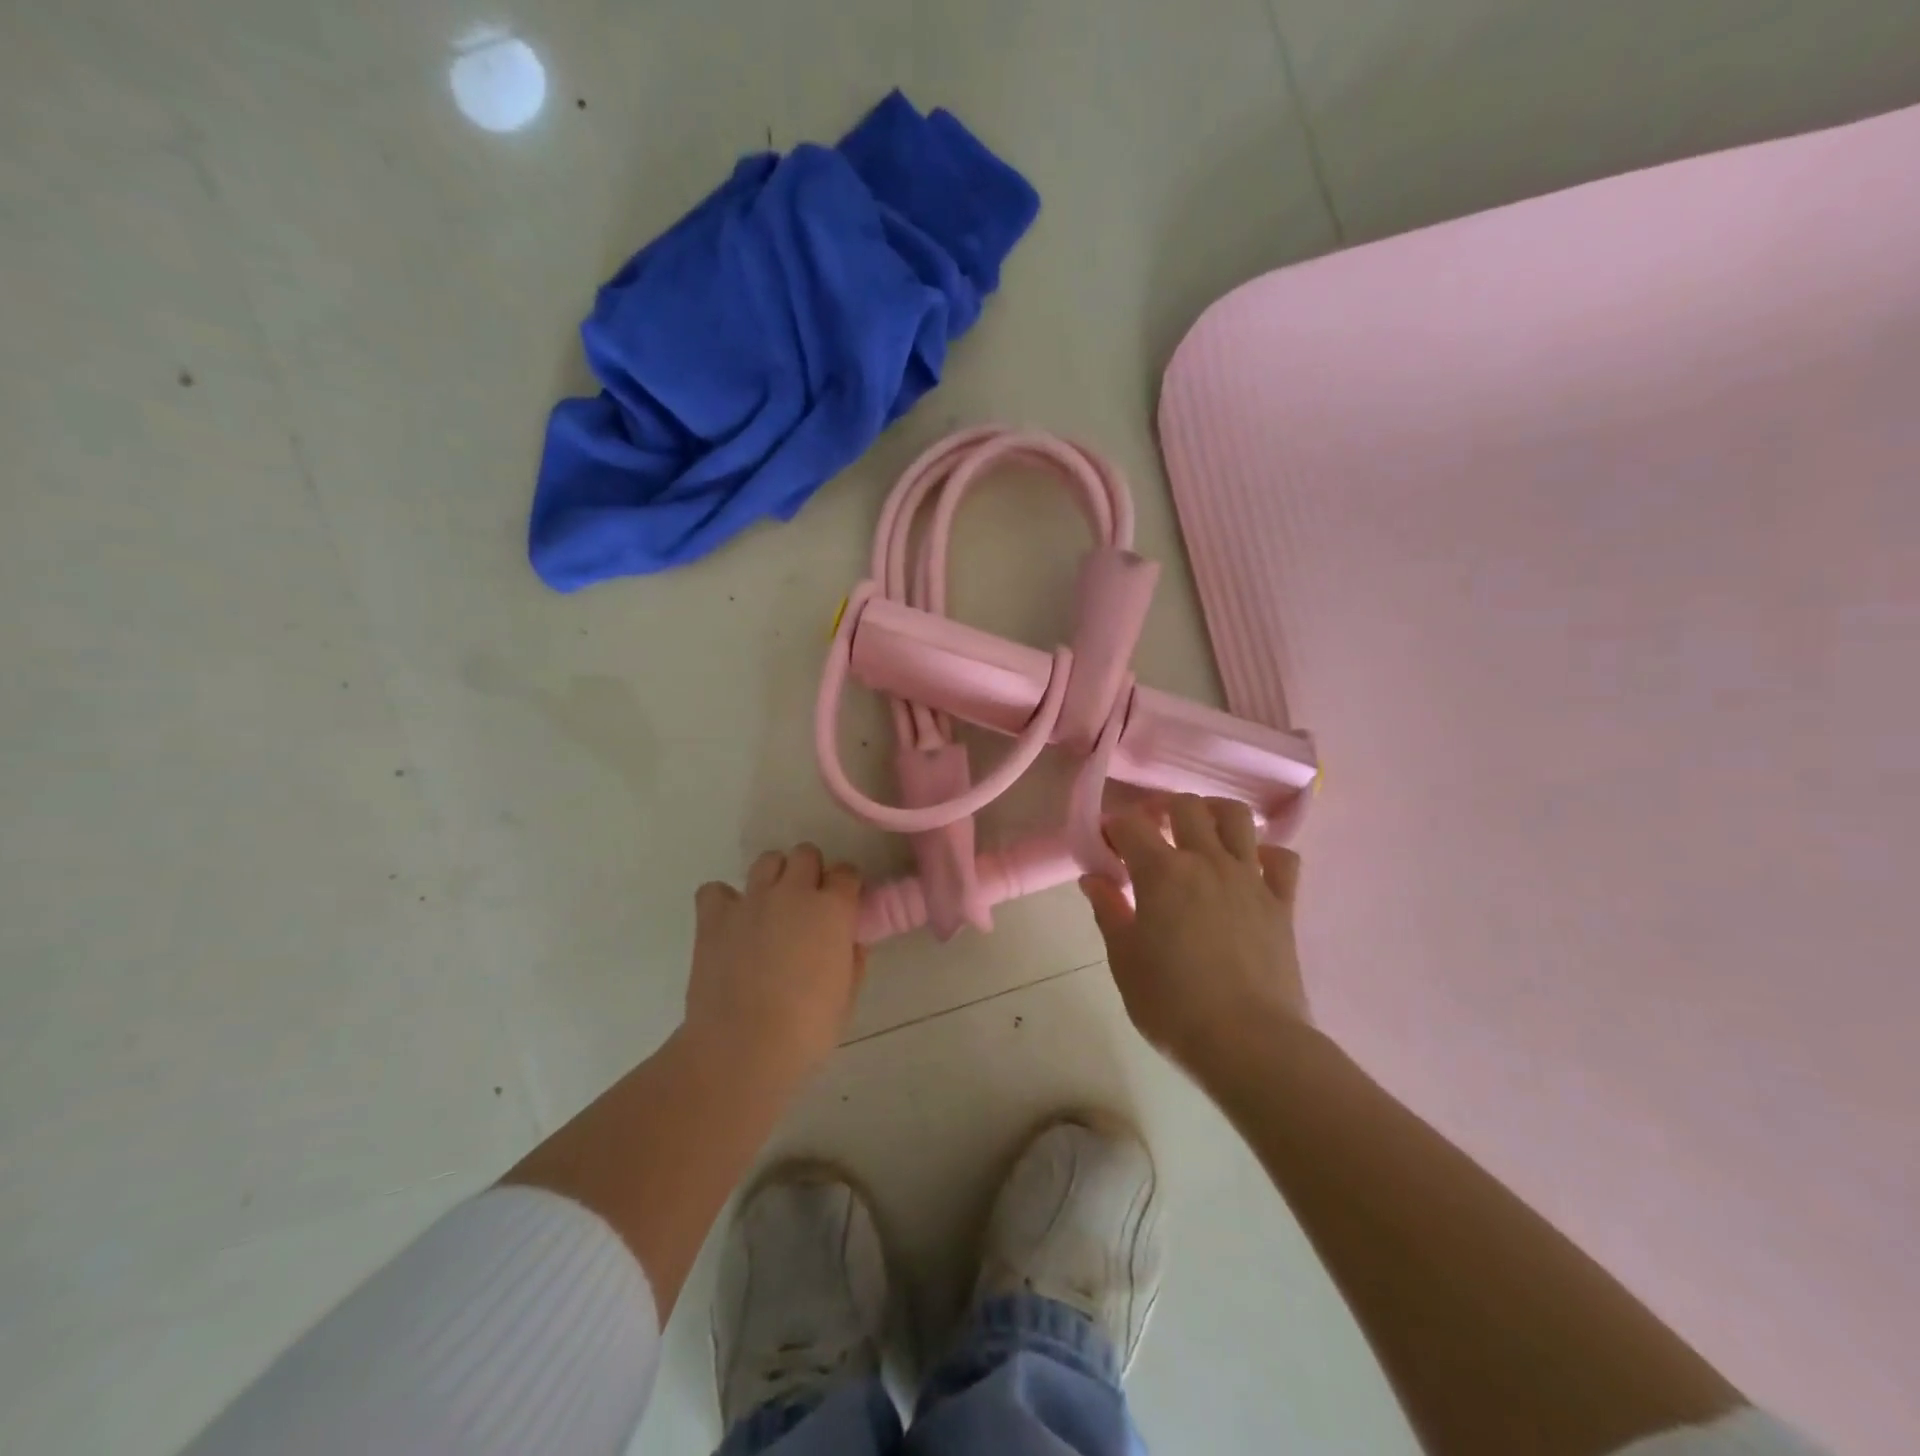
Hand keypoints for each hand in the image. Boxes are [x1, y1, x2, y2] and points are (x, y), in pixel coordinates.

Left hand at [686, 844, 865, 1080]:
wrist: (741, 1047)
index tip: (844, 907)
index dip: (847, 888)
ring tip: (772, 908)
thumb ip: (852, 960)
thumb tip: (849, 943)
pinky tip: (731, 923)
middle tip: (808, 906)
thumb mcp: (847, 997)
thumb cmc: (807, 1029)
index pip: (847, 873)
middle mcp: (794, 892)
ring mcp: (751, 900)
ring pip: (767, 860)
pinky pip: (716, 890)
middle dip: (811, 872)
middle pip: (806, 854)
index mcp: (833, 909)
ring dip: (774, 877)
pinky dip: (724, 901)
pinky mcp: (714, 916)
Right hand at [1080, 795, 1309, 1072]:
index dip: (1114, 827)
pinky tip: (1248, 868)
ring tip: (1200, 832)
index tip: (1107, 846)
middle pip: (1186, 805)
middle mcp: (1207, 861)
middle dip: (1161, 809)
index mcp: (1161, 872)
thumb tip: (1094, 879)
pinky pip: (1282, 858)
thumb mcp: (1124, 960)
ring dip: (1214, 813)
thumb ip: (1108, 911)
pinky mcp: (1282, 903)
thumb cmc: (1172, 1004)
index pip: (1130, 824)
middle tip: (1150, 833)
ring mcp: (1250, 878)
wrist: (1249, 1043)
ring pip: (1237, 817)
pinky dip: (1264, 853)